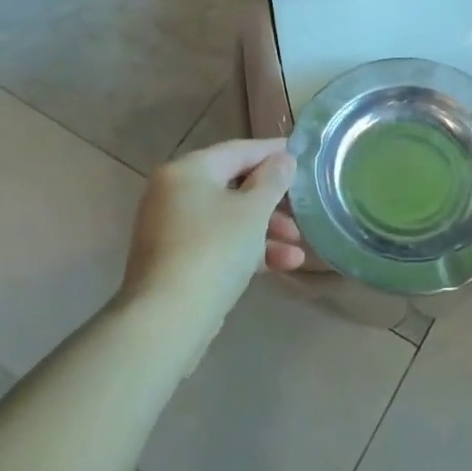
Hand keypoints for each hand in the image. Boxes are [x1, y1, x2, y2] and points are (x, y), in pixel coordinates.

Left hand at [121, 139, 303, 331]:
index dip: (273, 151)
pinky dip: (247, 249)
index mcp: (187, 170)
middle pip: (233, 186)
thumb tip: (284, 159)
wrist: (167, 320)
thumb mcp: (253, 211)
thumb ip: (273, 180)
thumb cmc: (214, 250)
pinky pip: (218, 243)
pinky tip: (284, 265)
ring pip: (228, 218)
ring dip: (266, 230)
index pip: (238, 150)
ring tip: (299, 248)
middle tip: (303, 209)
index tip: (303, 154)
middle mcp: (174, 192)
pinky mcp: (176, 261)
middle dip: (272, 201)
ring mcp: (172, 229)